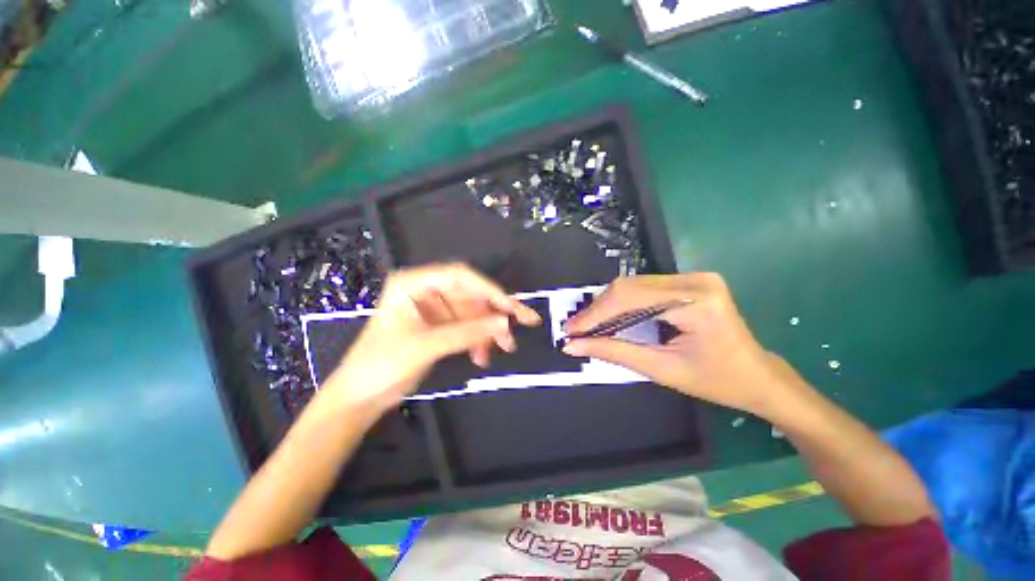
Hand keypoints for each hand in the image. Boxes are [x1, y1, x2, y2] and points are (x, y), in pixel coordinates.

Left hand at [321, 263, 540, 413]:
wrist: (359, 398)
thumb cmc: (382, 364)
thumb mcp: (427, 346)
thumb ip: (468, 332)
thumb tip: (505, 322)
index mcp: (414, 284)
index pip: (461, 276)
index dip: (489, 289)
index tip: (512, 306)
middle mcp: (426, 291)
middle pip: (471, 295)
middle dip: (495, 312)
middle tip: (525, 323)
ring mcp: (433, 310)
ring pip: (472, 313)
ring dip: (489, 330)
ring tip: (505, 347)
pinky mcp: (438, 327)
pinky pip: (466, 327)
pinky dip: (477, 340)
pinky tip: (481, 357)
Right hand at [563, 273, 806, 419]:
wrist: (757, 376)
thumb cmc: (716, 381)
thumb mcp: (661, 369)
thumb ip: (614, 352)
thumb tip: (573, 346)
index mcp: (695, 301)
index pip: (630, 298)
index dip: (595, 314)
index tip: (570, 330)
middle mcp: (695, 279)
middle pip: (629, 286)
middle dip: (598, 309)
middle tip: (576, 330)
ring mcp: (694, 276)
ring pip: (633, 284)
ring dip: (608, 306)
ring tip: (590, 326)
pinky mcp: (690, 281)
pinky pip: (644, 287)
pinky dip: (622, 303)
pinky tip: (612, 318)